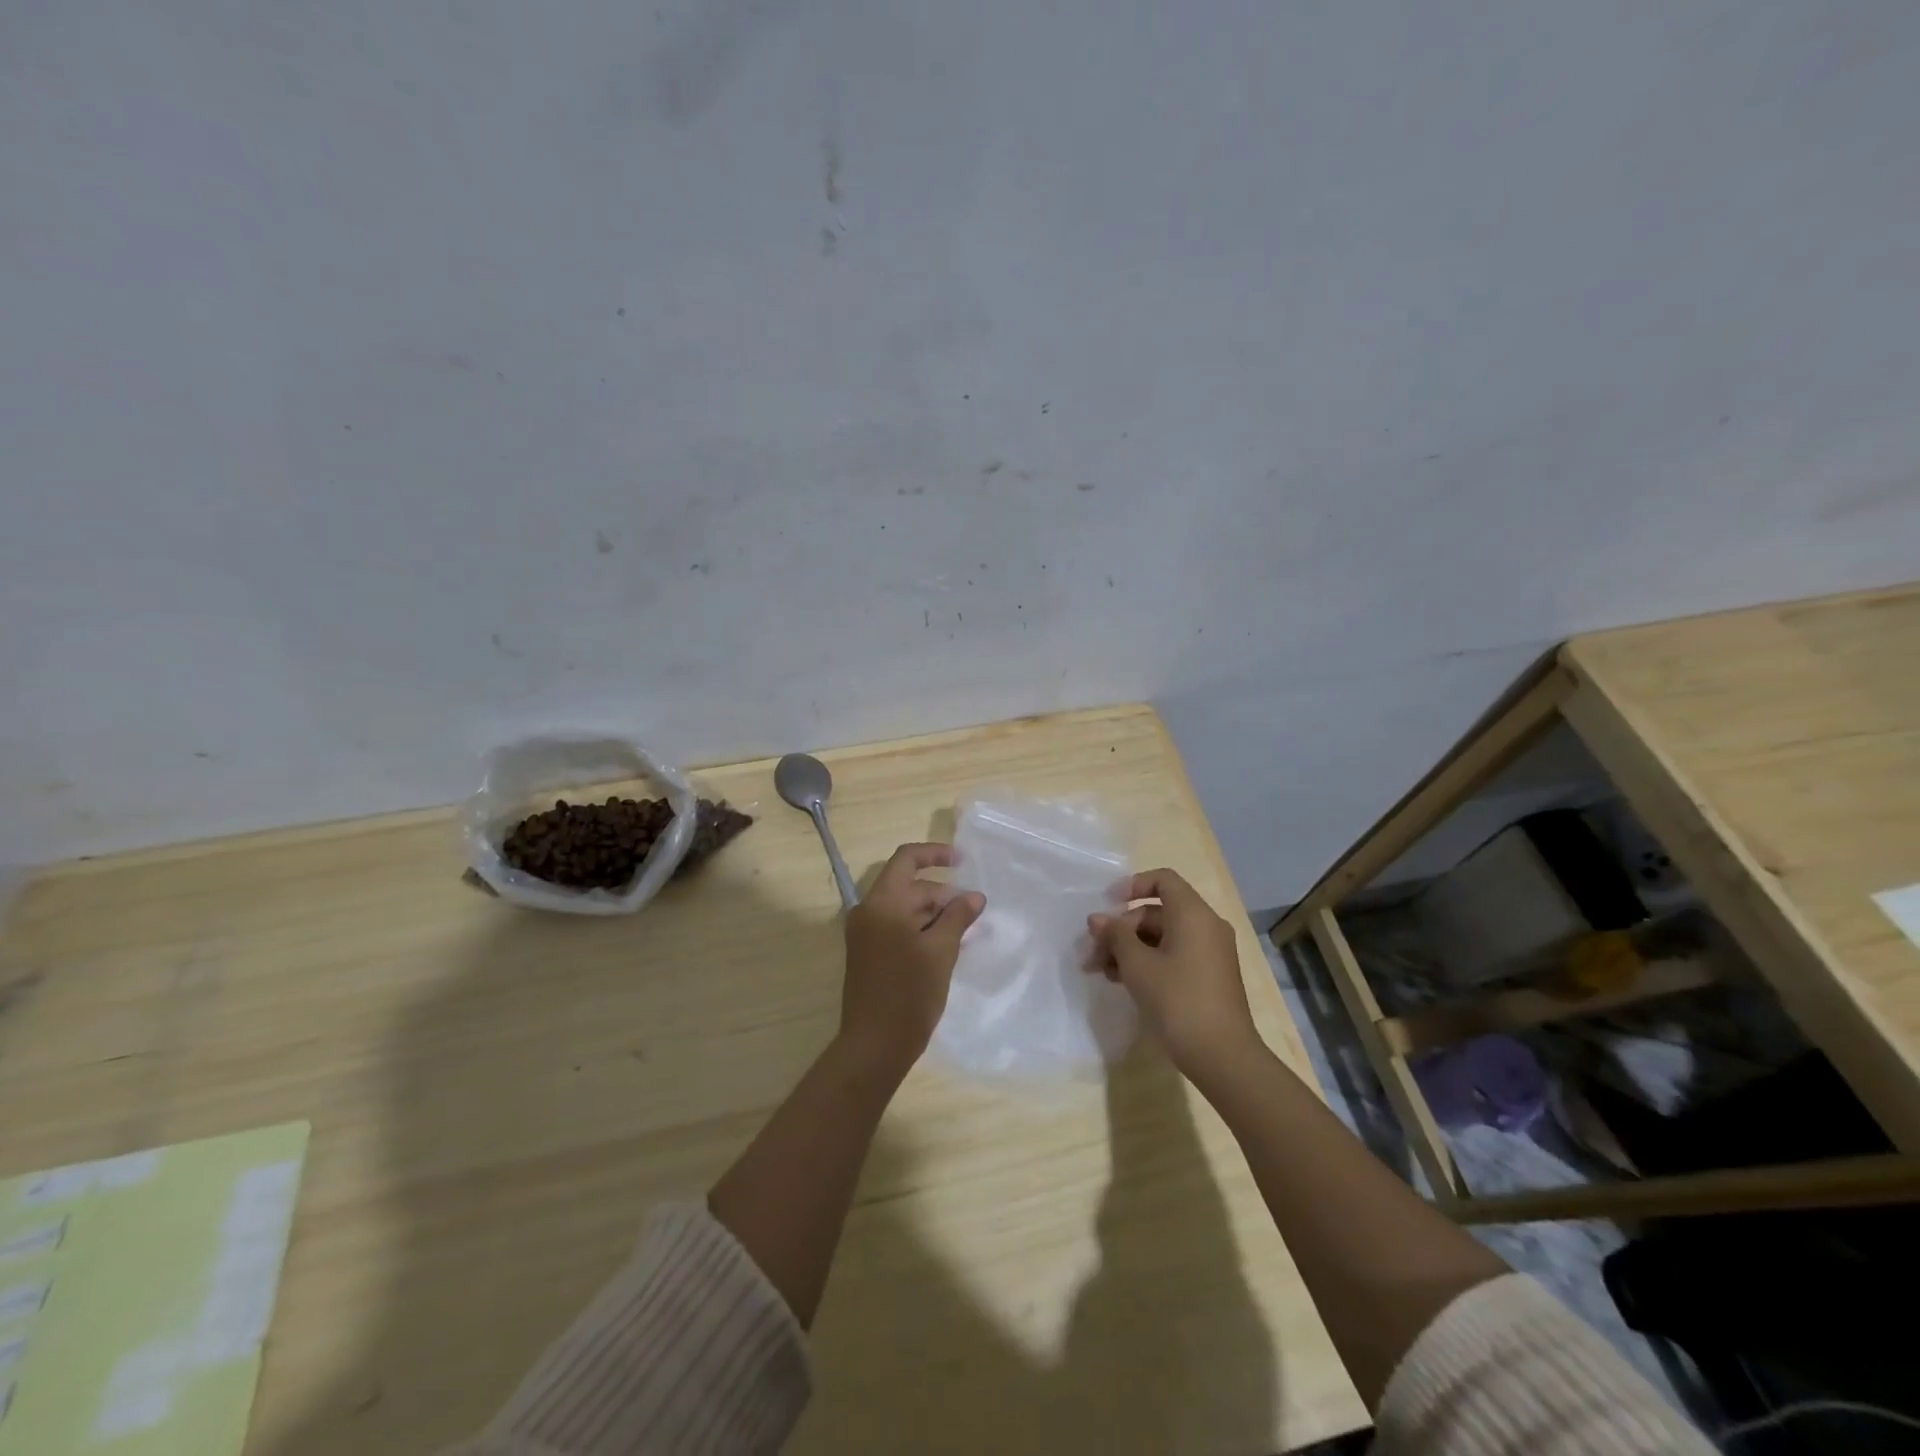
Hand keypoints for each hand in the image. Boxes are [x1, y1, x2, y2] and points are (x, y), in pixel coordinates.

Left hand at [838, 843, 984, 1081]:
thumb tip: (974, 896)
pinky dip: (920, 929)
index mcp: (882, 903)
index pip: (907, 859)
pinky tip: (945, 946)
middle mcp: (868, 911)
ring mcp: (865, 933)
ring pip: (904, 908)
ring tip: (963, 932)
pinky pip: (896, 926)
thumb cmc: (909, 994)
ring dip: (933, 914)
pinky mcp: (868, 952)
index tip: (963, 861)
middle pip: (908, 885)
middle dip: (942, 894)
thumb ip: (958, 916)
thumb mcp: (941, 951)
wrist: (874, 1045)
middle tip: (973, 914)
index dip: (935, 854)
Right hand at [1089, 868, 1259, 1081]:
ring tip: (1102, 973)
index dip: (1131, 886)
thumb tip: (1097, 919)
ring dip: (1130, 949)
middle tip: (1093, 954)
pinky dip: (1148, 962)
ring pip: (1162, 936)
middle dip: (1122, 929)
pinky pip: (1174, 955)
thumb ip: (1115, 936)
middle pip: (1157, 912)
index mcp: (1193, 914)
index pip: (1162, 880)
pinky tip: (1124, 982)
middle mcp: (1206, 926)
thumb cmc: (1178, 1001)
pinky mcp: (1209, 977)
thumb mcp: (1137, 966)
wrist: (1223, 1057)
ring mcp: (1210, 953)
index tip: (1106, 907)